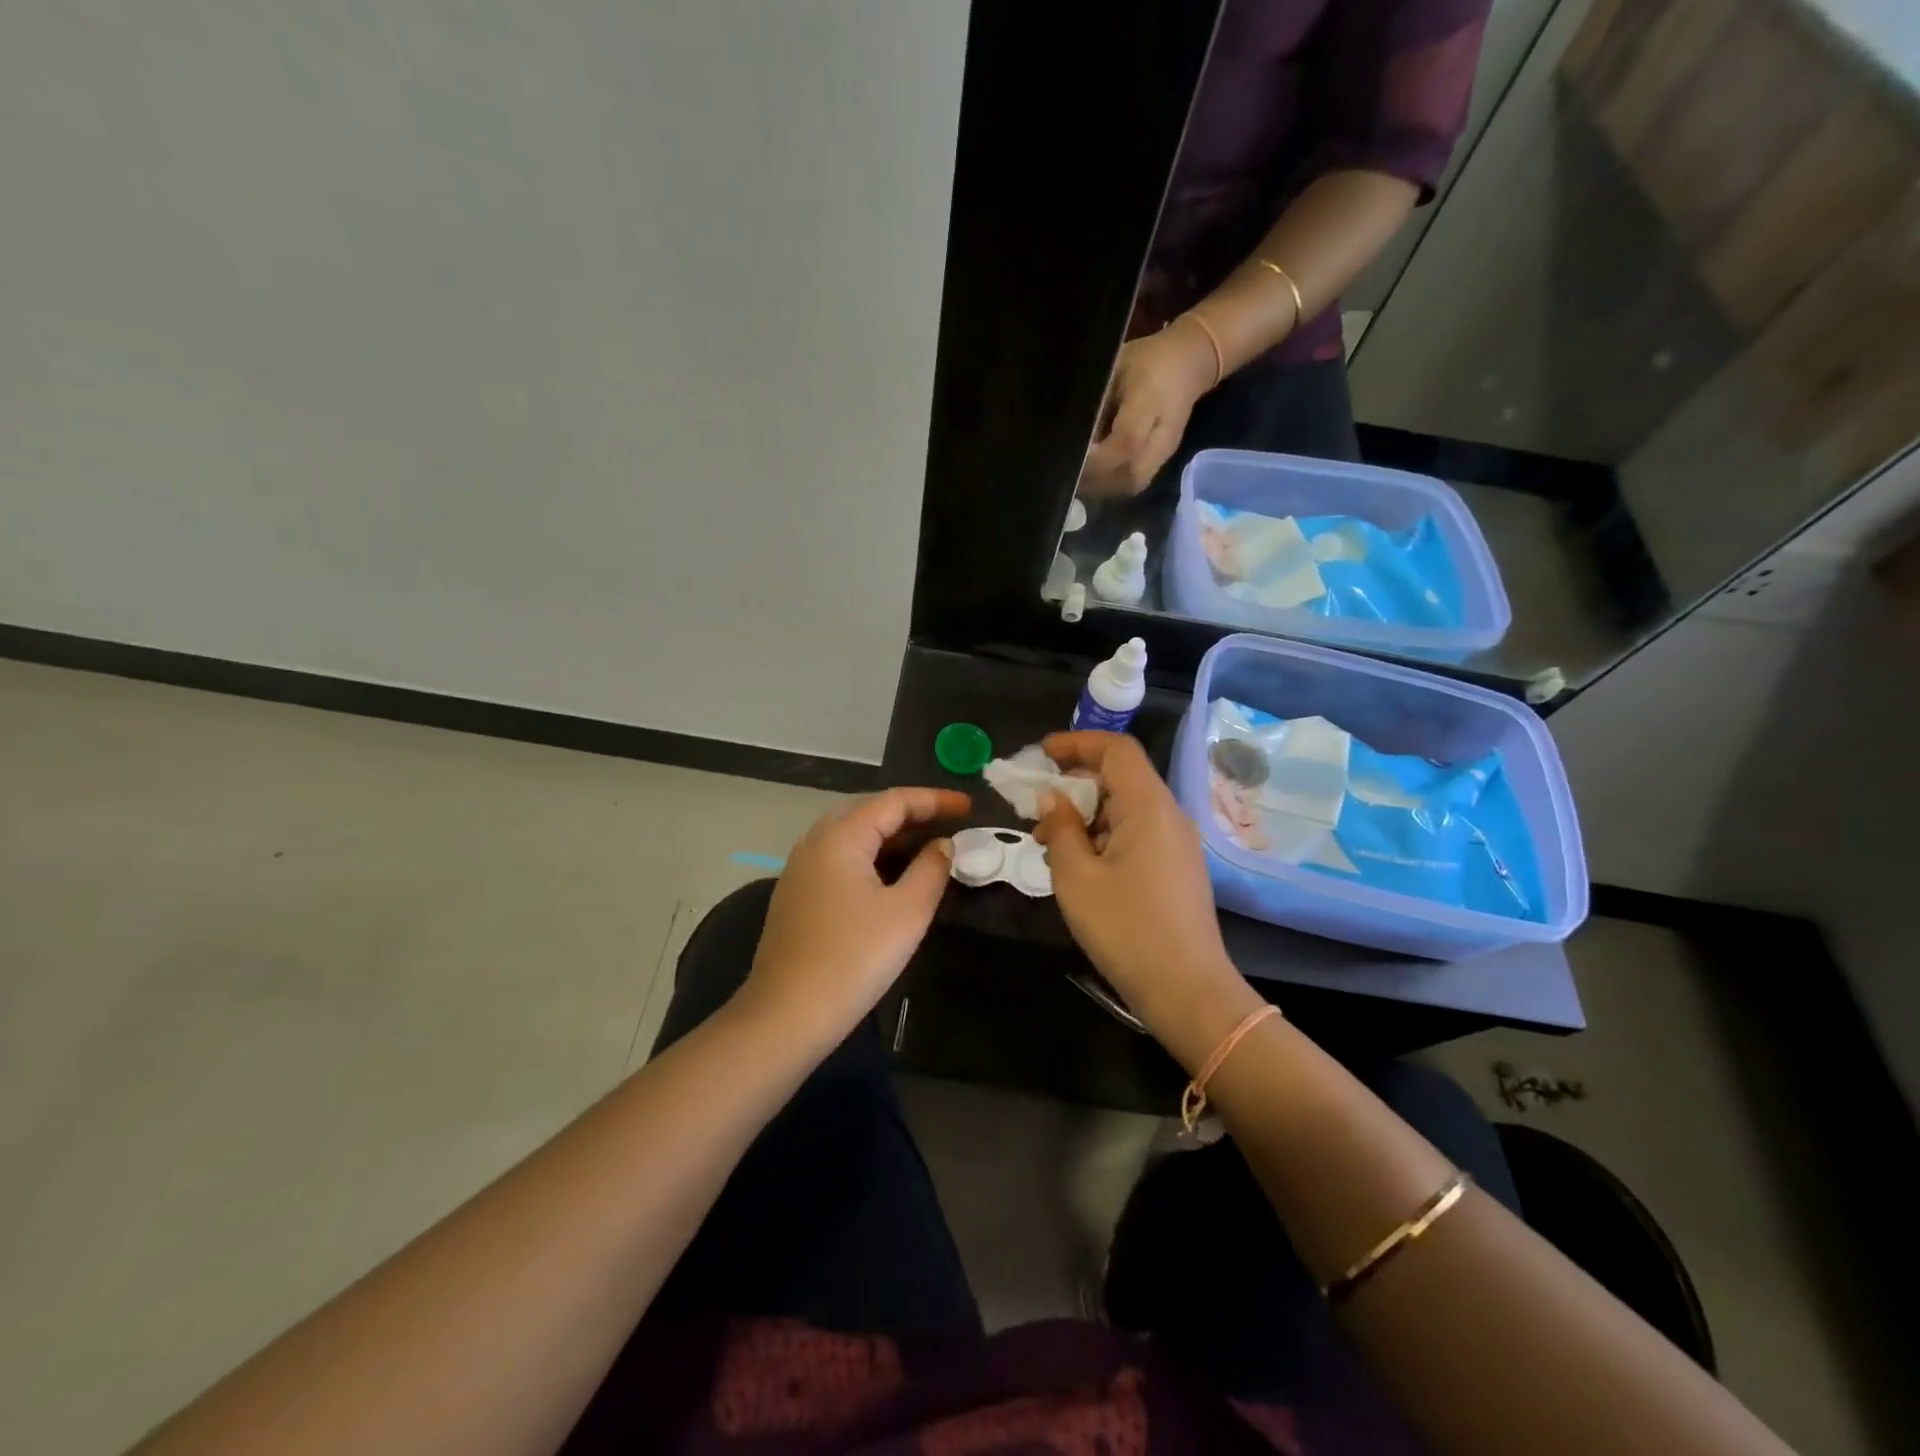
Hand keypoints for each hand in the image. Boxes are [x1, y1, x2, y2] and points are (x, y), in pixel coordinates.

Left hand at [741, 788, 969, 1047]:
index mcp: (840, 836)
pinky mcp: (796, 895)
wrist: (787, 1014)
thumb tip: (943, 845)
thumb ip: (931, 869)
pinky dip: (870, 856)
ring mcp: (800, 869)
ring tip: (926, 846)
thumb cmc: (854, 958)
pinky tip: (890, 876)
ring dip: (890, 836)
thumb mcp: (907, 912)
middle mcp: (815, 842)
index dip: (935, 800)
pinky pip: (839, 858)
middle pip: (869, 811)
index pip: (893, 801)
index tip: (969, 807)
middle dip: (911, 813)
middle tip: (949, 824)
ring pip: (851, 836)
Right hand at [1034, 733, 1259, 1063]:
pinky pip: (1138, 831)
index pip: (1116, 748)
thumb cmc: (1125, 929)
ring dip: (1086, 813)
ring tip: (1049, 842)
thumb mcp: (1076, 877)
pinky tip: (1079, 863)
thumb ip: (1061, 828)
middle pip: (1121, 776)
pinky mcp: (1178, 866)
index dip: (1076, 743)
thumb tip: (1052, 798)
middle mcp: (1169, 814)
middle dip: (1075, 783)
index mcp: (1148, 806)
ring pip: (1127, 806)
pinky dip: (1105, 834)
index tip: (1041, 756)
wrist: (1187, 990)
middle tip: (1036, 808)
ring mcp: (1178, 841)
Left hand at [1078, 323, 1217, 499]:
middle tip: (1069, 473)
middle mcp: (1162, 435)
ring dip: (1103, 487)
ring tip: (1079, 478)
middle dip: (1096, 480)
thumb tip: (1071, 435)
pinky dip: (1112, 486)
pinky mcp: (1162, 461)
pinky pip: (1135, 483)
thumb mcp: (1115, 367)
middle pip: (1129, 474)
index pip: (1125, 443)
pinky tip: (1095, 477)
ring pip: (1132, 484)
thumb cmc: (1146, 361)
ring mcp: (1165, 452)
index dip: (1096, 459)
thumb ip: (1097, 401)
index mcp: (1151, 402)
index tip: (1070, 459)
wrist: (1190, 364)